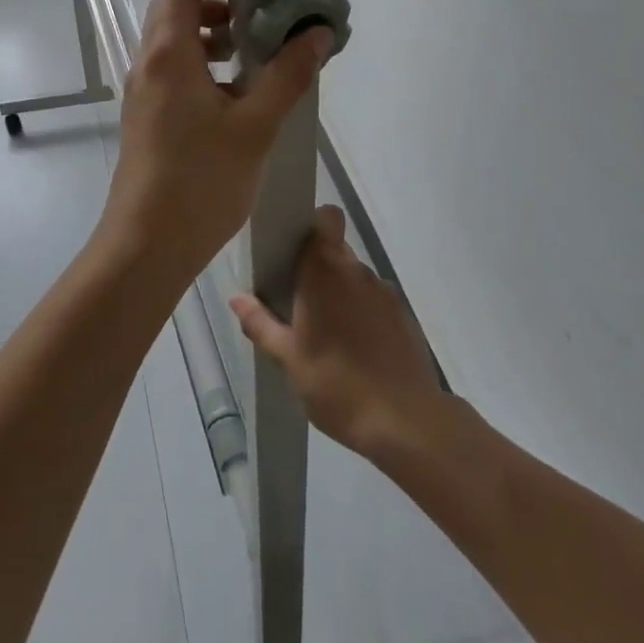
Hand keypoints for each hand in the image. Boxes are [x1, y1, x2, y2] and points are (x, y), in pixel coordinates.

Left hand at [102, 0, 332, 288]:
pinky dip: (201, 67)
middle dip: (217, 7)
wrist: (147, 245)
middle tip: (260, 18)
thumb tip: (317, 33)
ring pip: (173, 45)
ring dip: (210, 39)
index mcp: (168, 54)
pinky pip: (172, 73)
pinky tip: (235, 98)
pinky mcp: (145, 118)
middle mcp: (148, 65)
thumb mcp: (255, 125)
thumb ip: (287, 75)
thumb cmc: (201, 179)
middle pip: (174, 13)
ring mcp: (142, 93)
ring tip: (253, 56)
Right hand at [230, 206, 443, 457]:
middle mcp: (356, 271)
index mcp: (325, 271)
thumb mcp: (288, 359)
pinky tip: (355, 351)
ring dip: (340, 293)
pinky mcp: (403, 315)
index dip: (314, 223)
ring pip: (354, 277)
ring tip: (328, 334)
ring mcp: (384, 292)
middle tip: (299, 302)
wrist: (407, 424)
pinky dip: (362, 314)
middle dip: (317, 268)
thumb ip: (260, 324)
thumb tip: (237, 298)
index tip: (296, 247)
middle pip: (335, 249)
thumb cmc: (337, 384)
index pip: (326, 218)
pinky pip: (374, 300)